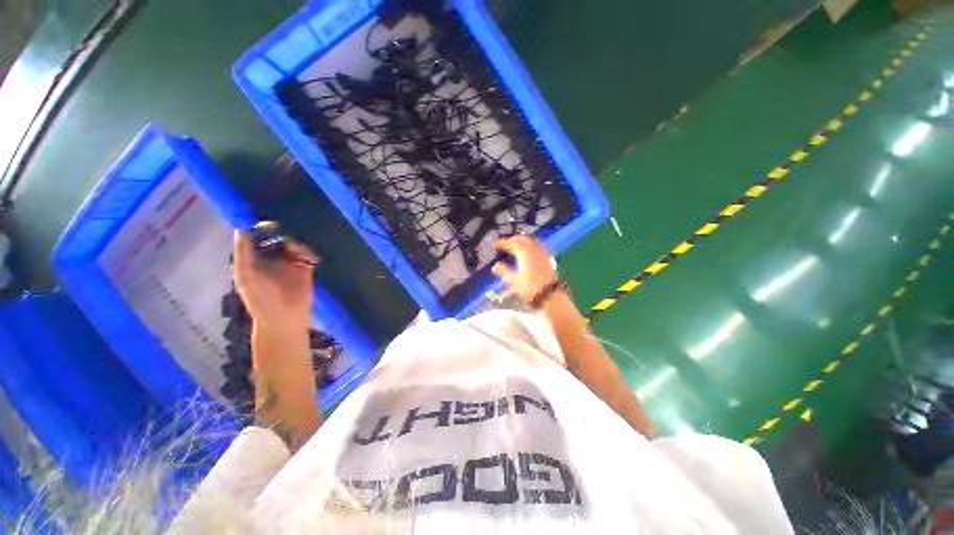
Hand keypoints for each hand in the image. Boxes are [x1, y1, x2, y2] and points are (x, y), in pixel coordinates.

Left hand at [233, 231, 316, 330]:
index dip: (262, 228)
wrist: (285, 317)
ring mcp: (291, 260)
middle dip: (282, 231)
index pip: (258, 235)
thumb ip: (243, 251)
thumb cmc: (260, 298)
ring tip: (296, 247)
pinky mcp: (307, 266)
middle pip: (278, 236)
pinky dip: (308, 250)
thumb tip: (244, 226)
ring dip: (296, 241)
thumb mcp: (245, 274)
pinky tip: (306, 254)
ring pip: (295, 242)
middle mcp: (273, 256)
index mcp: (254, 256)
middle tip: (287, 232)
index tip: (268, 224)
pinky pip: (308, 253)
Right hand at [492, 235, 557, 301]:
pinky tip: (529, 251)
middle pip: (522, 239)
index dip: (502, 242)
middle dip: (513, 239)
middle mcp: (534, 250)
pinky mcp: (548, 258)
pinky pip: (538, 246)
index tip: (495, 243)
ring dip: (522, 241)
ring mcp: (542, 253)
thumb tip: (495, 266)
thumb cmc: (530, 288)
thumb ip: (504, 271)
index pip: (511, 243)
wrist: (550, 294)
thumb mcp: (514, 281)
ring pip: (530, 241)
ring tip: (515, 246)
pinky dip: (531, 245)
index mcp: (524, 253)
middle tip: (505, 243)